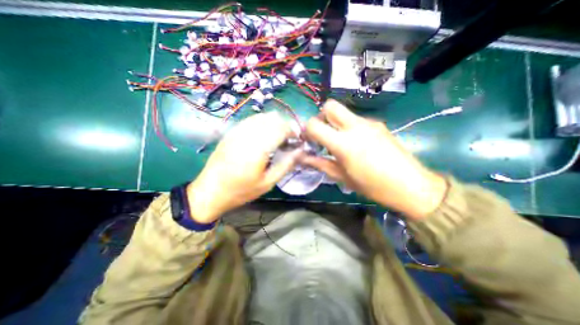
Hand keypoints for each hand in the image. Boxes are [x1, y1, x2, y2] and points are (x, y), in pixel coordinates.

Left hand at [188, 111, 300, 223]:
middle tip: (288, 139)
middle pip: (273, 119)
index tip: (296, 140)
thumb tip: (300, 151)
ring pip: (262, 117)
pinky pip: (251, 120)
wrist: (210, 191)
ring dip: (273, 123)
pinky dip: (262, 123)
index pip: (281, 128)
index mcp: (258, 149)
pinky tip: (263, 135)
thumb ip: (286, 165)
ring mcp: (237, 131)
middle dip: (284, 126)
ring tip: (276, 137)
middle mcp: (248, 135)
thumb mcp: (268, 183)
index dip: (292, 131)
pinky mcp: (231, 132)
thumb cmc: (241, 190)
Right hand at [302, 100, 444, 219]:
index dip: (307, 130)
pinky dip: (349, 126)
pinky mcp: (378, 124)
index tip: (308, 140)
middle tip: (323, 133)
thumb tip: (302, 158)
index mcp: (343, 143)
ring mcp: (369, 123)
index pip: (314, 124)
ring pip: (344, 112)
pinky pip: (356, 119)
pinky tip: (356, 143)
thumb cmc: (372, 186)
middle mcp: (355, 126)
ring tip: (340, 142)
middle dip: (321, 116)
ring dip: (335, 122)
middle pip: (330, 106)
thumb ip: (319, 163)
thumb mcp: (341, 177)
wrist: (410, 185)